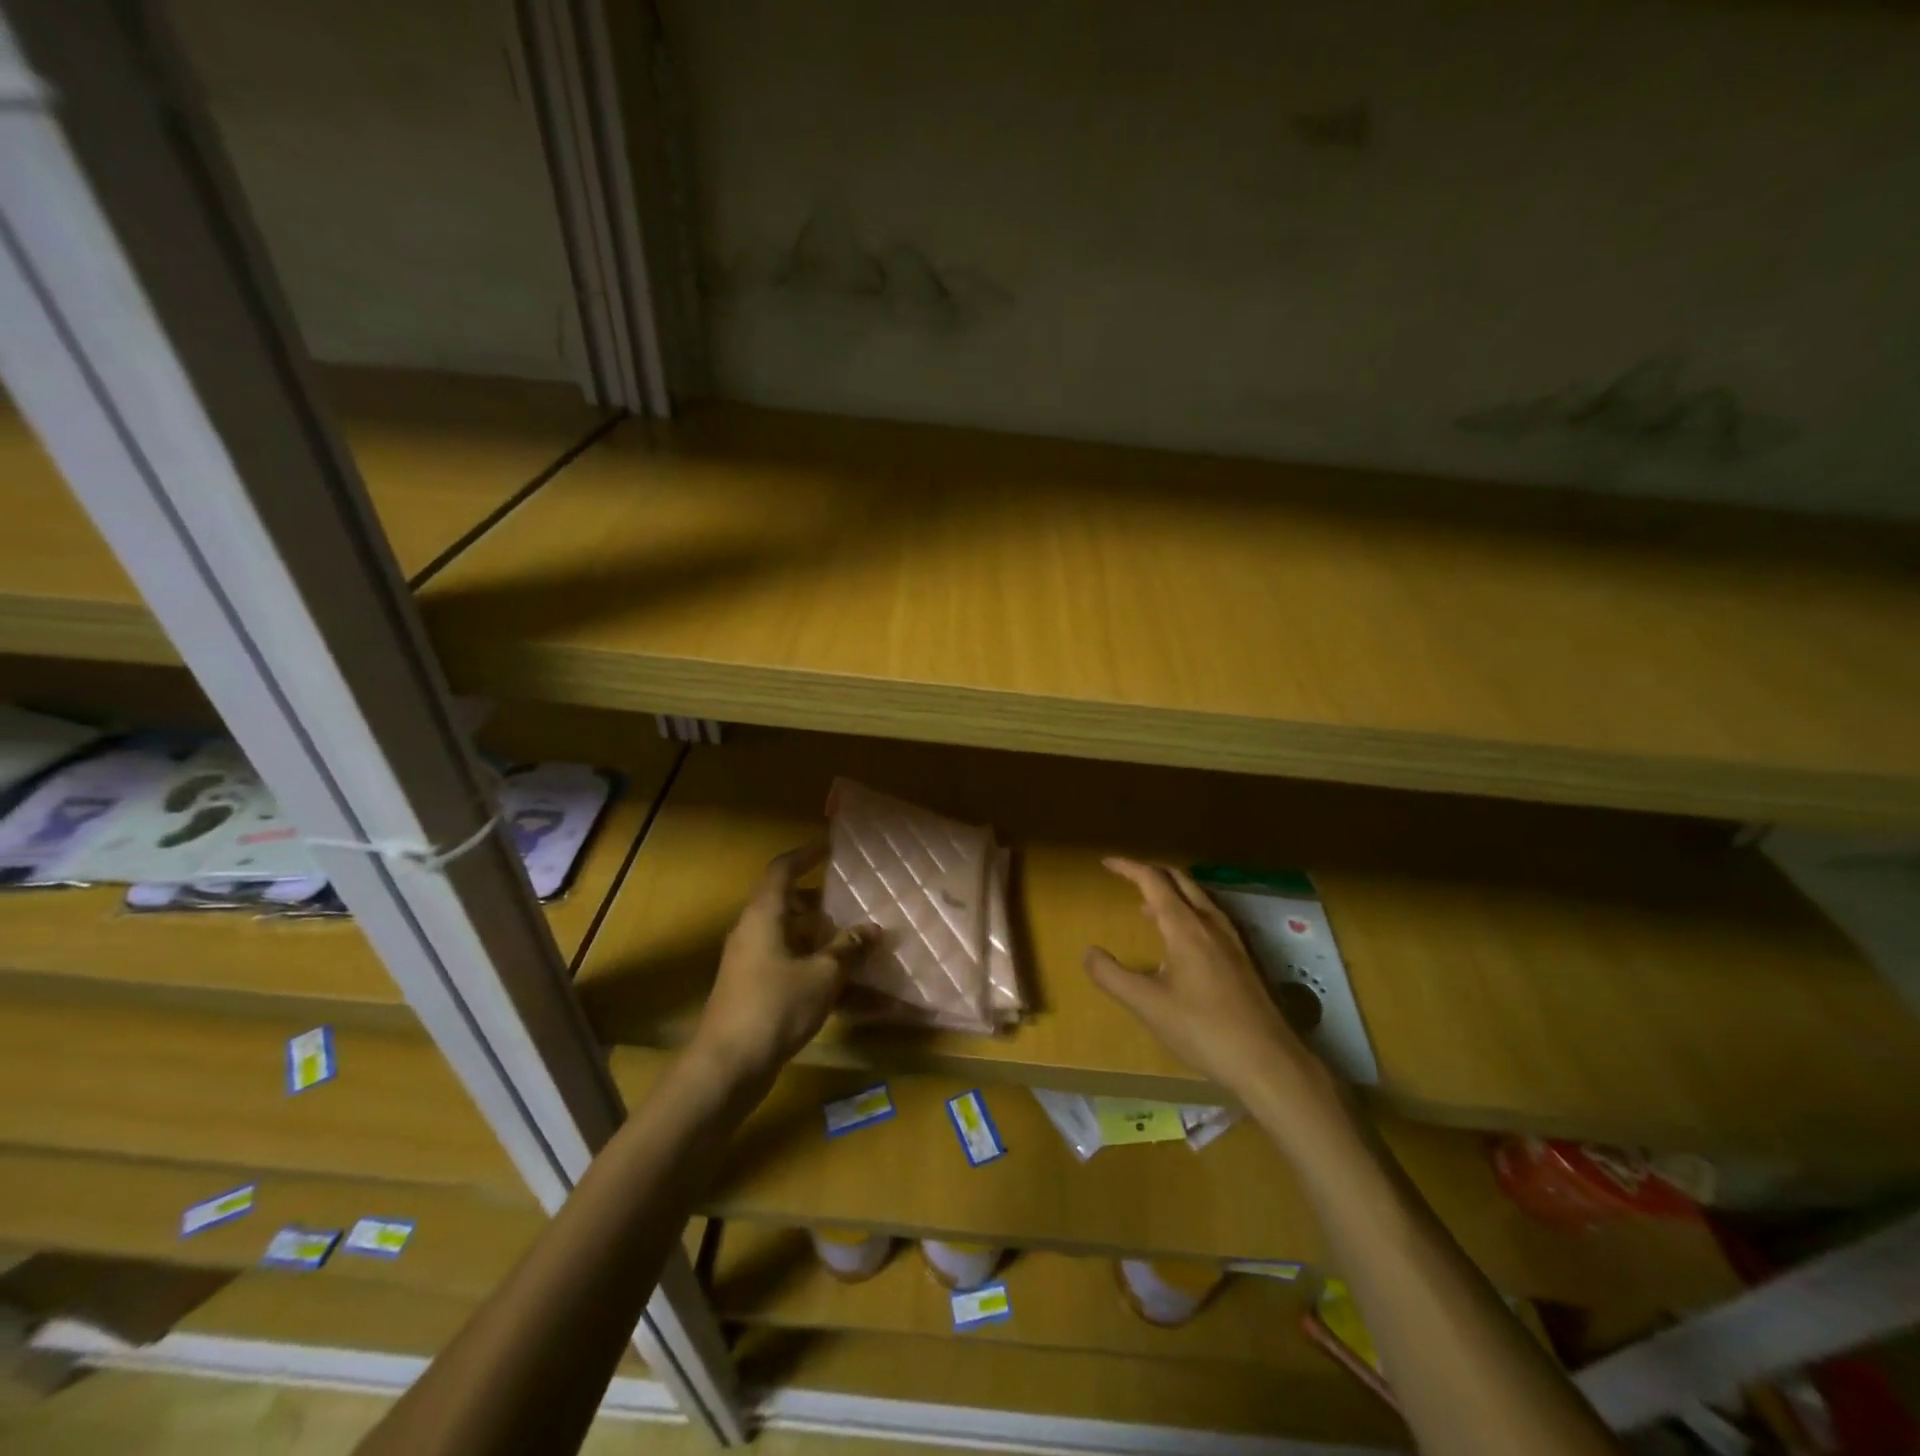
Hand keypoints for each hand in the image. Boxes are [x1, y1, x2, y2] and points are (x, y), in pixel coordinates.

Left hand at [690, 842, 872, 1089]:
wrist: (728, 1066)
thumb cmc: (775, 1007)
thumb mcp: (822, 975)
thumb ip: (848, 948)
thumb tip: (872, 929)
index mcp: (764, 915)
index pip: (783, 869)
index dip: (807, 853)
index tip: (832, 844)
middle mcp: (753, 931)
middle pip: (788, 903)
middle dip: (822, 900)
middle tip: (854, 899)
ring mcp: (751, 962)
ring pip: (791, 936)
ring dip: (821, 936)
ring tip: (857, 940)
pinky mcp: (754, 989)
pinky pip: (790, 964)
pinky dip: (815, 966)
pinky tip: (845, 986)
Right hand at [1085, 858, 1340, 1125]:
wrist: (1269, 1061)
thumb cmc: (1203, 1029)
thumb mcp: (1147, 1005)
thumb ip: (1112, 976)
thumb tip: (1088, 952)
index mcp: (1185, 926)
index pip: (1153, 881)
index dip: (1128, 868)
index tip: (1106, 863)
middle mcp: (1211, 923)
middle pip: (1180, 880)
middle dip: (1152, 872)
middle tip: (1127, 876)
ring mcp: (1232, 939)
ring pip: (1198, 897)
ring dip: (1171, 891)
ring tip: (1148, 906)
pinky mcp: (1244, 957)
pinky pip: (1210, 916)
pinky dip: (1188, 910)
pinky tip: (1183, 940)